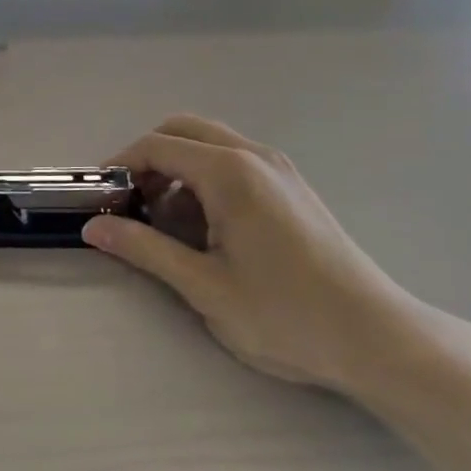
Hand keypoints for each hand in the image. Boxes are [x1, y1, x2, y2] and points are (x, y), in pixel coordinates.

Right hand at [83, 116, 415, 390]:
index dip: (121, 165)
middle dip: (149, 159)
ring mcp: (279, 169)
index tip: (100, 196)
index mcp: (230, 172)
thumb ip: (144, 249)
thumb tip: (94, 228)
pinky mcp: (293, 187)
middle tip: (133, 204)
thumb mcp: (204, 286)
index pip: (157, 146)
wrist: (377, 339)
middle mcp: (254, 156)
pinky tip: (208, 229)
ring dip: (178, 169)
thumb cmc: (286, 315)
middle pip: (183, 131)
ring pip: (211, 144)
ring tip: (168, 224)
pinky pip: (236, 162)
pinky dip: (206, 179)